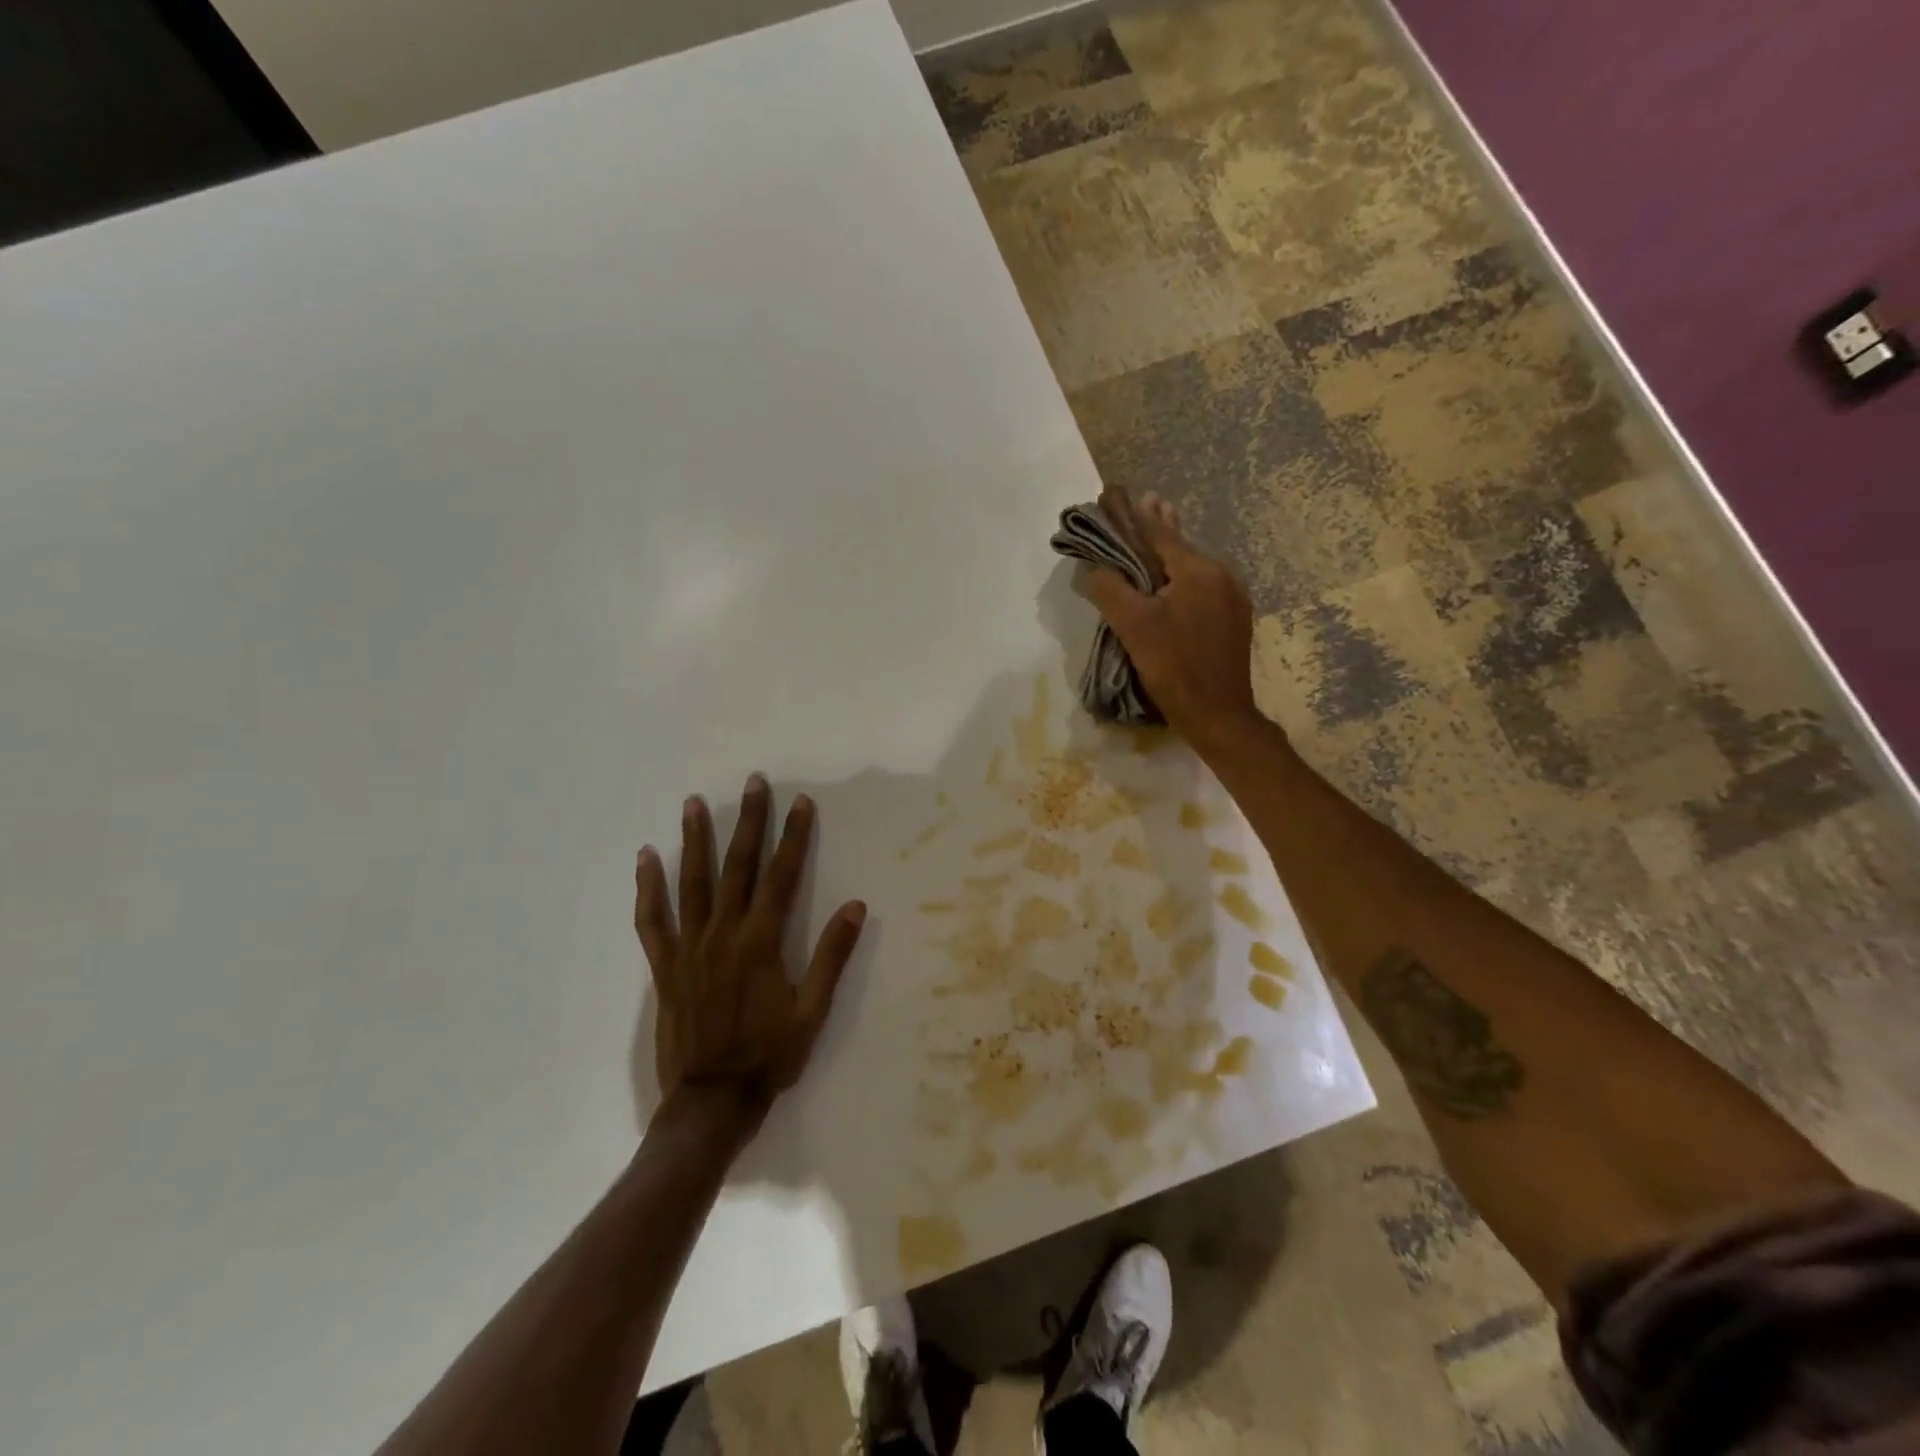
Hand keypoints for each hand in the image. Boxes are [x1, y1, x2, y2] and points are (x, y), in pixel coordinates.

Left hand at [634, 775, 866, 1137]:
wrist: (712, 1100)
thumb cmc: (770, 1055)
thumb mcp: (813, 1010)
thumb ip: (832, 955)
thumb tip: (856, 906)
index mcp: (762, 941)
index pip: (782, 875)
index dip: (794, 836)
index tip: (801, 803)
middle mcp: (724, 934)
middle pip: (737, 867)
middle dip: (748, 821)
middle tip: (753, 783)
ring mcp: (690, 948)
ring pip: (692, 883)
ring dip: (695, 840)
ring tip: (694, 803)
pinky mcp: (665, 966)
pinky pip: (652, 920)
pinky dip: (648, 888)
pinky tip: (646, 859)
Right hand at [1085, 493, 1260, 743]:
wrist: (1217, 713)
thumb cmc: (1173, 667)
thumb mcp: (1133, 627)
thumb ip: (1111, 590)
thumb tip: (1096, 567)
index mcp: (1198, 570)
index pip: (1160, 533)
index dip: (1135, 515)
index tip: (1116, 494)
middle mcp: (1222, 574)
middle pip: (1181, 545)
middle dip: (1157, 527)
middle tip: (1140, 502)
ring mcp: (1234, 597)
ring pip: (1194, 566)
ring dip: (1171, 553)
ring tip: (1154, 533)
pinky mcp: (1235, 618)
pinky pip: (1204, 586)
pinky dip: (1183, 576)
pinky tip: (1172, 581)